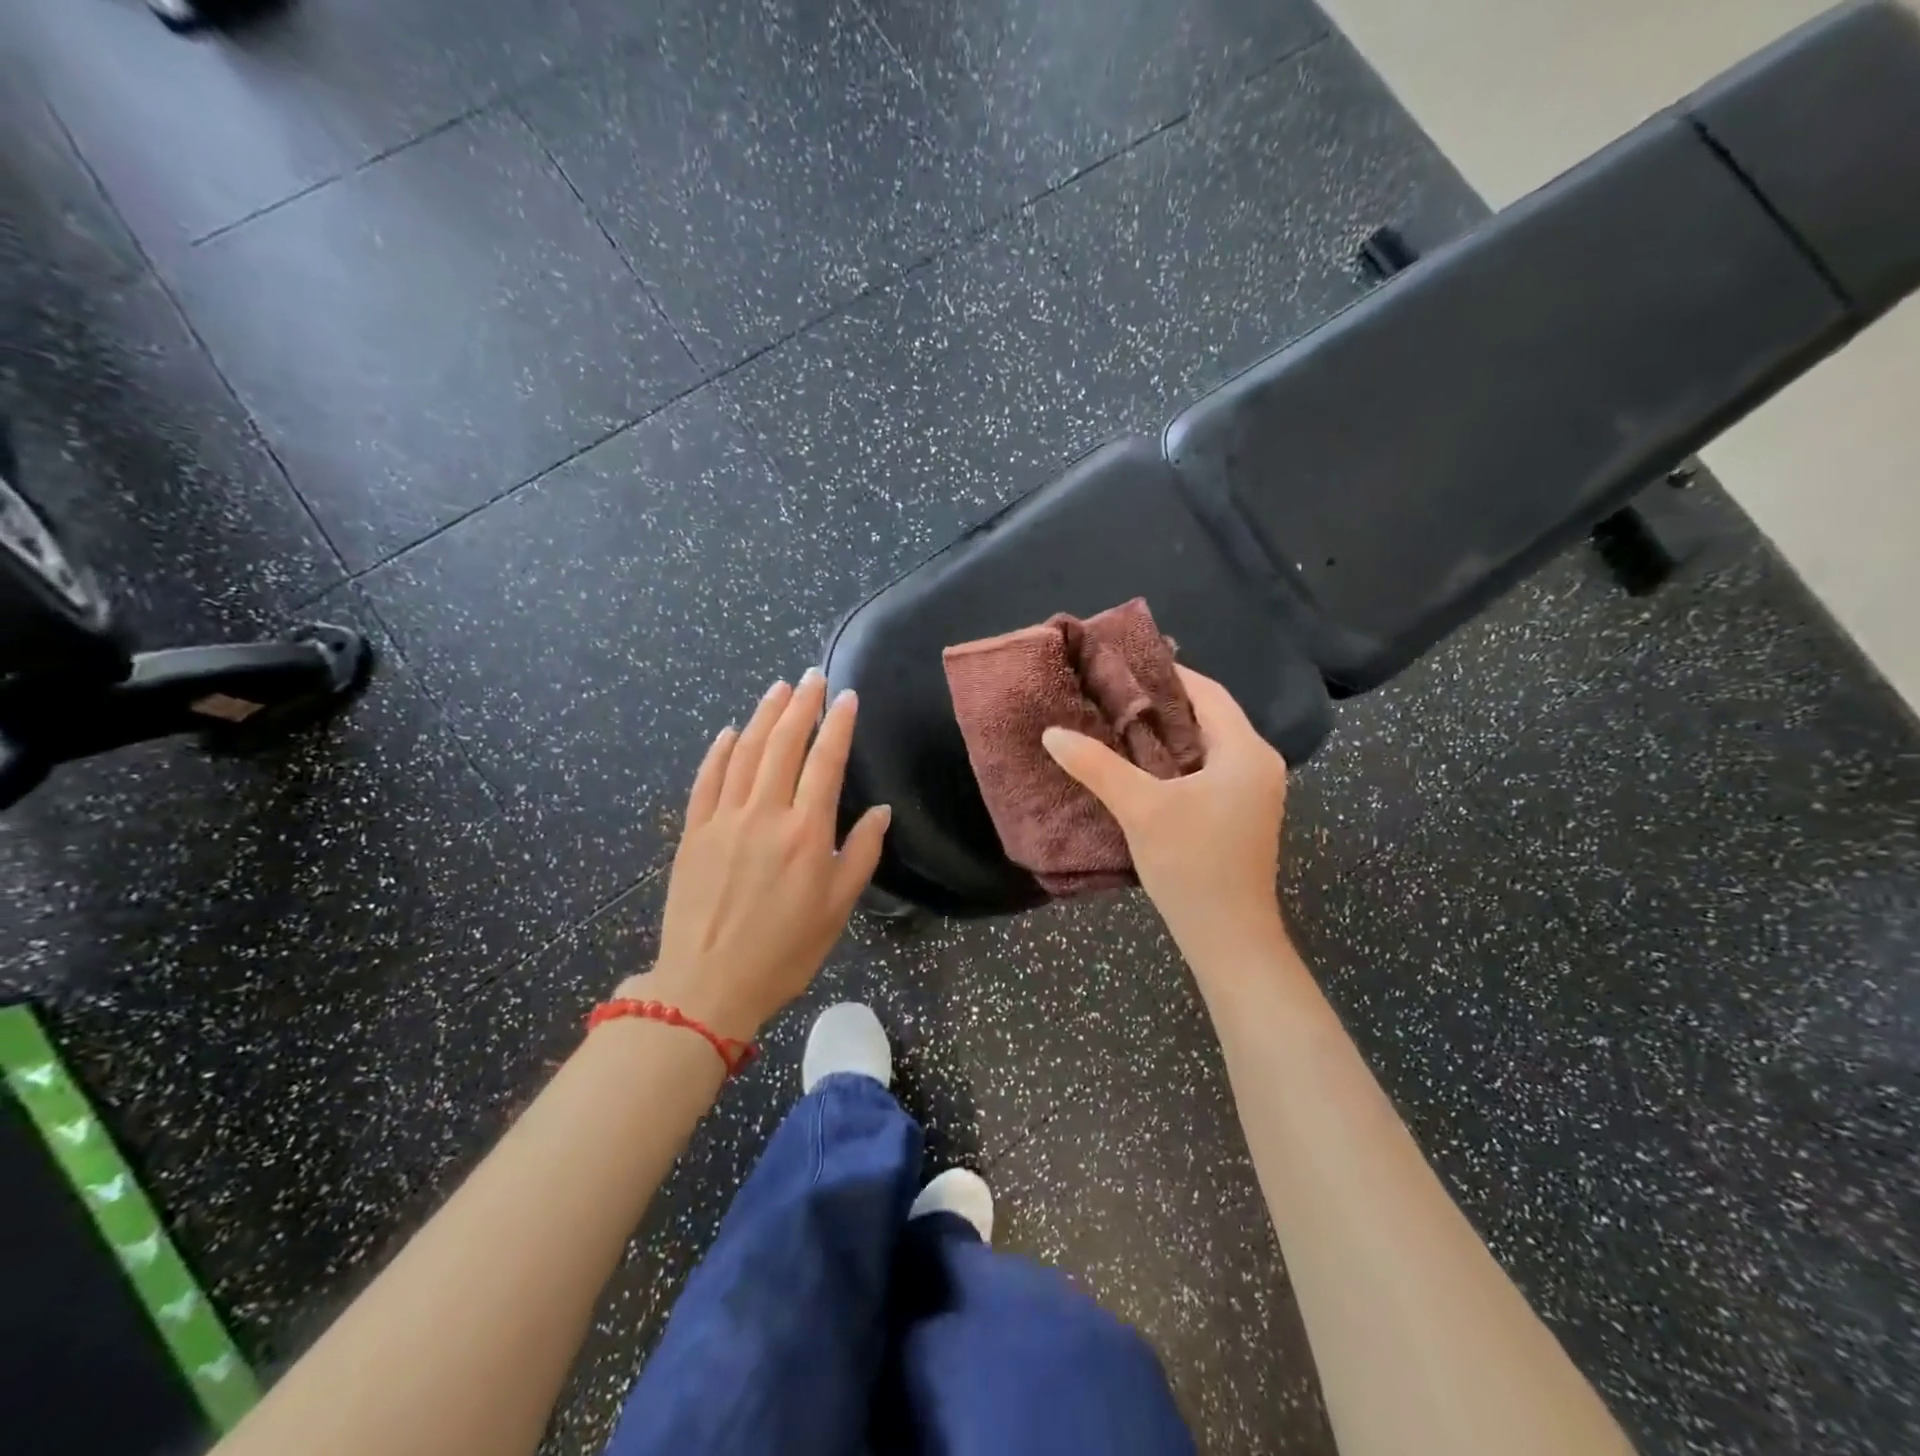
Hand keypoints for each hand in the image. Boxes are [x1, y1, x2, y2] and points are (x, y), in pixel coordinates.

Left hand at [617, 671, 889, 1040]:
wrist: (708, 985)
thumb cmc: (785, 950)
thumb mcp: (838, 907)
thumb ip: (861, 853)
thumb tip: (881, 811)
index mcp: (806, 831)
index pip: (825, 762)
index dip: (838, 724)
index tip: (847, 696)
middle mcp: (764, 814)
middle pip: (783, 745)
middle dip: (801, 706)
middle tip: (813, 677)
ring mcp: (723, 819)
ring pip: (744, 753)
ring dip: (762, 716)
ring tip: (778, 689)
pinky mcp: (693, 832)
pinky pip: (706, 780)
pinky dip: (718, 751)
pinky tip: (728, 732)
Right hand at [1043, 665, 1287, 958]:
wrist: (1229, 938)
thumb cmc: (1192, 865)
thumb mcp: (1140, 809)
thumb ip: (1096, 766)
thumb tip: (1052, 733)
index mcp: (1246, 751)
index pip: (1206, 693)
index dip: (1167, 674)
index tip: (1123, 665)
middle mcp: (1258, 763)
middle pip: (1208, 716)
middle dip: (1161, 705)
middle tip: (1112, 694)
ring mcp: (1253, 791)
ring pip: (1207, 745)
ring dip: (1167, 735)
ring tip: (1118, 725)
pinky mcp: (1241, 814)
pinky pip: (1208, 770)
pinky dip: (1176, 761)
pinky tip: (1141, 766)